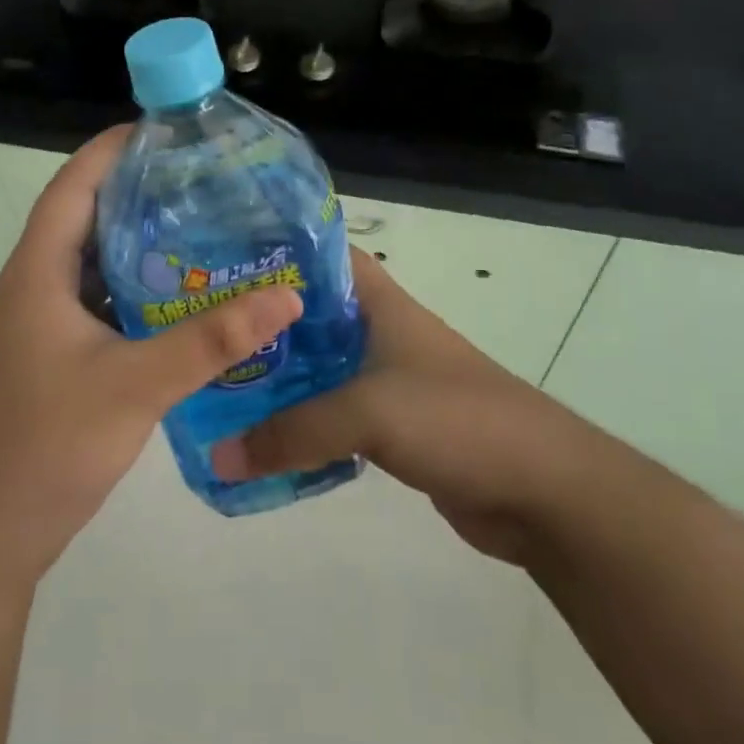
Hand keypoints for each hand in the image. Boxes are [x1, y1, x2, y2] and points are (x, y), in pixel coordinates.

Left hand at [0, 127, 302, 594]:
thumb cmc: (48, 447)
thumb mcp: (138, 386)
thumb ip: (212, 340)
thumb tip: (285, 296)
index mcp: (35, 275)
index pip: (71, 187)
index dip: (111, 150)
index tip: (164, 130)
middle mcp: (29, 288)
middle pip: (81, 218)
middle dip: (135, 192)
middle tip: (198, 179)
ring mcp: (34, 326)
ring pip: (88, 264)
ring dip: (134, 243)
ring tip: (197, 226)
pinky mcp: (46, 357)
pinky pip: (92, 303)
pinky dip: (130, 290)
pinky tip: (175, 298)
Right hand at [212, 250, 566, 564]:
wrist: (542, 488)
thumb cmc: (456, 419)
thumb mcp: (368, 412)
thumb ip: (292, 433)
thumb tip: (218, 458)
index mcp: (378, 303)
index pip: (320, 257)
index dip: (274, 255)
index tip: (218, 266)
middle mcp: (378, 332)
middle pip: (309, 317)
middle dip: (260, 326)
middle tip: (200, 336)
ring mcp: (386, 379)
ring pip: (318, 369)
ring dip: (277, 379)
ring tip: (217, 387)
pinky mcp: (392, 426)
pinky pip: (332, 416)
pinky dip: (301, 424)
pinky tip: (262, 438)